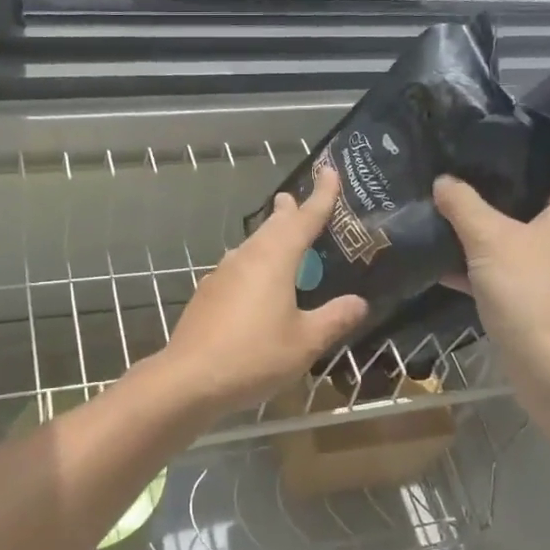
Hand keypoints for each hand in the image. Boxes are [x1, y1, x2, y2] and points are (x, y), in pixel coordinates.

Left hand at [162, 165, 368, 416]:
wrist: (189, 378)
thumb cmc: (254, 356)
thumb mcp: (305, 342)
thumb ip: (334, 319)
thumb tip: (359, 302)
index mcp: (274, 259)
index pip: (304, 218)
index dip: (321, 195)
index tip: (330, 171)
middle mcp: (246, 257)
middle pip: (272, 226)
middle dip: (289, 212)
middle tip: (298, 201)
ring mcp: (222, 274)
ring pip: (251, 244)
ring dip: (269, 236)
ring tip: (281, 236)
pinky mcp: (208, 293)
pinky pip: (238, 266)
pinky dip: (254, 263)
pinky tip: (255, 282)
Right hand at [434, 161, 549, 429]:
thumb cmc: (531, 291)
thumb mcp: (489, 239)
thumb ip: (463, 203)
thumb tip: (443, 180)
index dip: (526, 151)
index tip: (485, 145)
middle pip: (534, 199)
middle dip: (494, 189)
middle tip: (455, 174)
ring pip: (518, 236)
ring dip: (484, 228)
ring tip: (443, 210)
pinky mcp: (542, 297)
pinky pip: (510, 268)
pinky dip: (482, 264)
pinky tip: (443, 260)